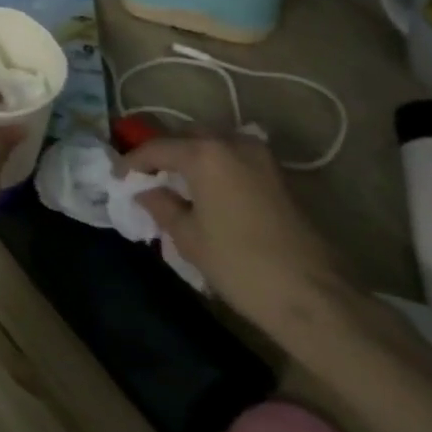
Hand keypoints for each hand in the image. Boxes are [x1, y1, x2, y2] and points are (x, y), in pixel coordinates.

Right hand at [124, 133, 351, 346]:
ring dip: (191, 155)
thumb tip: (145, 190)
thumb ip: (161, 204)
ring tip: (175, 182)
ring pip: (213, 143)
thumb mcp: (188, 236)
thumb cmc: (240, 264)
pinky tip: (206, 190)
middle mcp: (232, 142)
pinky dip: (214, 165)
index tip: (118, 178)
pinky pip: (234, 157)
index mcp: (204, 153)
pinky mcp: (277, 174)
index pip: (156, 148)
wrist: (314, 296)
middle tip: (146, 176)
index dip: (132, 162)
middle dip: (163, 152)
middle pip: (186, 135)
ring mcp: (260, 156)